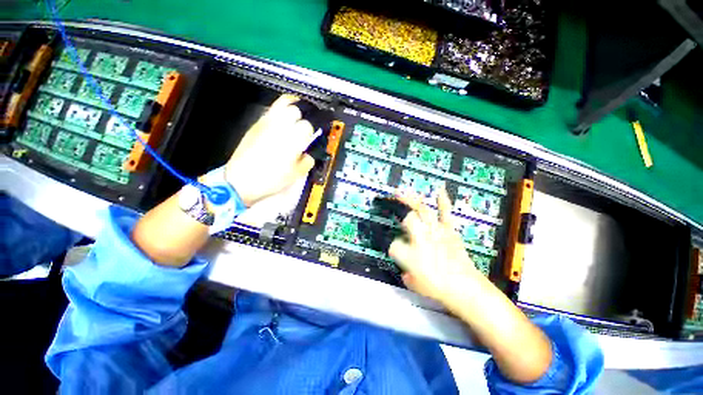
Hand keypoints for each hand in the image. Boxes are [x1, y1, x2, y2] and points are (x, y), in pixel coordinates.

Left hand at [225, 94, 315, 206]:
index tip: (315, 132)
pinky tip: (280, 125)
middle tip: (305, 122)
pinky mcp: (255, 126)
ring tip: (295, 115)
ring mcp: (265, 123)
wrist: (241, 180)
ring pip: (281, 103)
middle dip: (303, 114)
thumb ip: (307, 161)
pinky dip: (278, 114)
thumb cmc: (270, 179)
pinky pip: (269, 112)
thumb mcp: (296, 174)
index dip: (314, 128)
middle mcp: (280, 126)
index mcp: (293, 139)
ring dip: (291, 107)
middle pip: (295, 108)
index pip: (309, 124)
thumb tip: (309, 155)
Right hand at [389, 189, 482, 307]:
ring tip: (402, 191)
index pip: (393, 245)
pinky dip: (443, 201)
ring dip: (411, 200)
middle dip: (401, 214)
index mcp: (408, 253)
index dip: (394, 247)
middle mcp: (420, 238)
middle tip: (394, 205)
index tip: (397, 251)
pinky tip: (439, 190)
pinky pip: (446, 213)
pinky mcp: (449, 231)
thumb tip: (406, 268)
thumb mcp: (413, 284)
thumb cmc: (437, 289)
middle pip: (407, 220)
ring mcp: (436, 232)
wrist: (465, 288)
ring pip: (422, 211)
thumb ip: (406, 272)